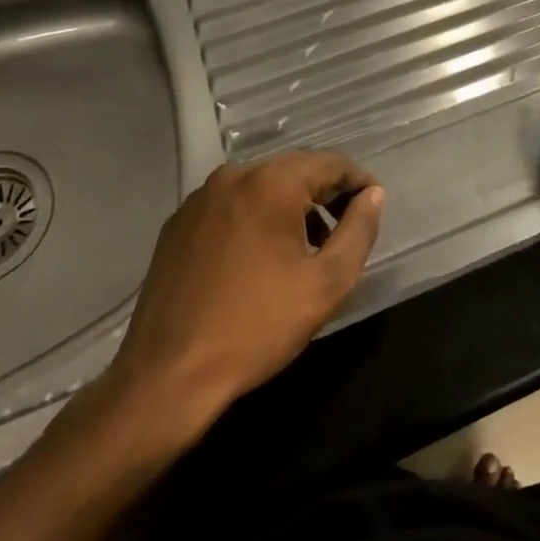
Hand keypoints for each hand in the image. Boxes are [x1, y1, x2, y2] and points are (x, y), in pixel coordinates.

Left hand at [101, 153, 382, 441]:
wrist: (166, 377)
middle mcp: (233, 176)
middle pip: (295, 170)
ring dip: (291, 207)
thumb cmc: (257, 327)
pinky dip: (256, 218)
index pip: (331, 163)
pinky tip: (260, 259)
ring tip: (305, 249)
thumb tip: (373, 195)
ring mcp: (200, 198)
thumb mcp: (326, 283)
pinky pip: (232, 205)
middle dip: (325, 194)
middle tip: (344, 231)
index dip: (359, 182)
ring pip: (262, 186)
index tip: (372, 210)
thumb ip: (359, 230)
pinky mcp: (178, 224)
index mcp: (271, 183)